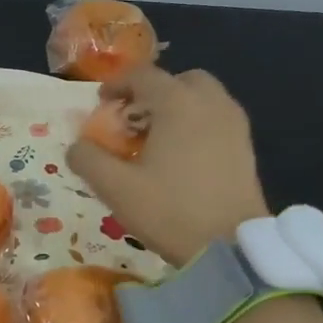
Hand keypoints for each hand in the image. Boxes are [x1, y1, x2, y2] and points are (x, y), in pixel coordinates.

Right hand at [65, 66, 269, 264]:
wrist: (232, 247)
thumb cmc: (171, 211)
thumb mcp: (115, 188)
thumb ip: (88, 159)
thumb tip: (76, 146)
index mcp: (177, 102)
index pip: (143, 75)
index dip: (117, 84)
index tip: (101, 103)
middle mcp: (210, 102)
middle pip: (179, 80)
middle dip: (153, 92)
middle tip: (134, 119)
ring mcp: (233, 123)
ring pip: (202, 97)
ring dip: (177, 107)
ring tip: (157, 138)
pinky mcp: (246, 146)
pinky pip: (217, 118)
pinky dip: (197, 122)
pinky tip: (182, 155)